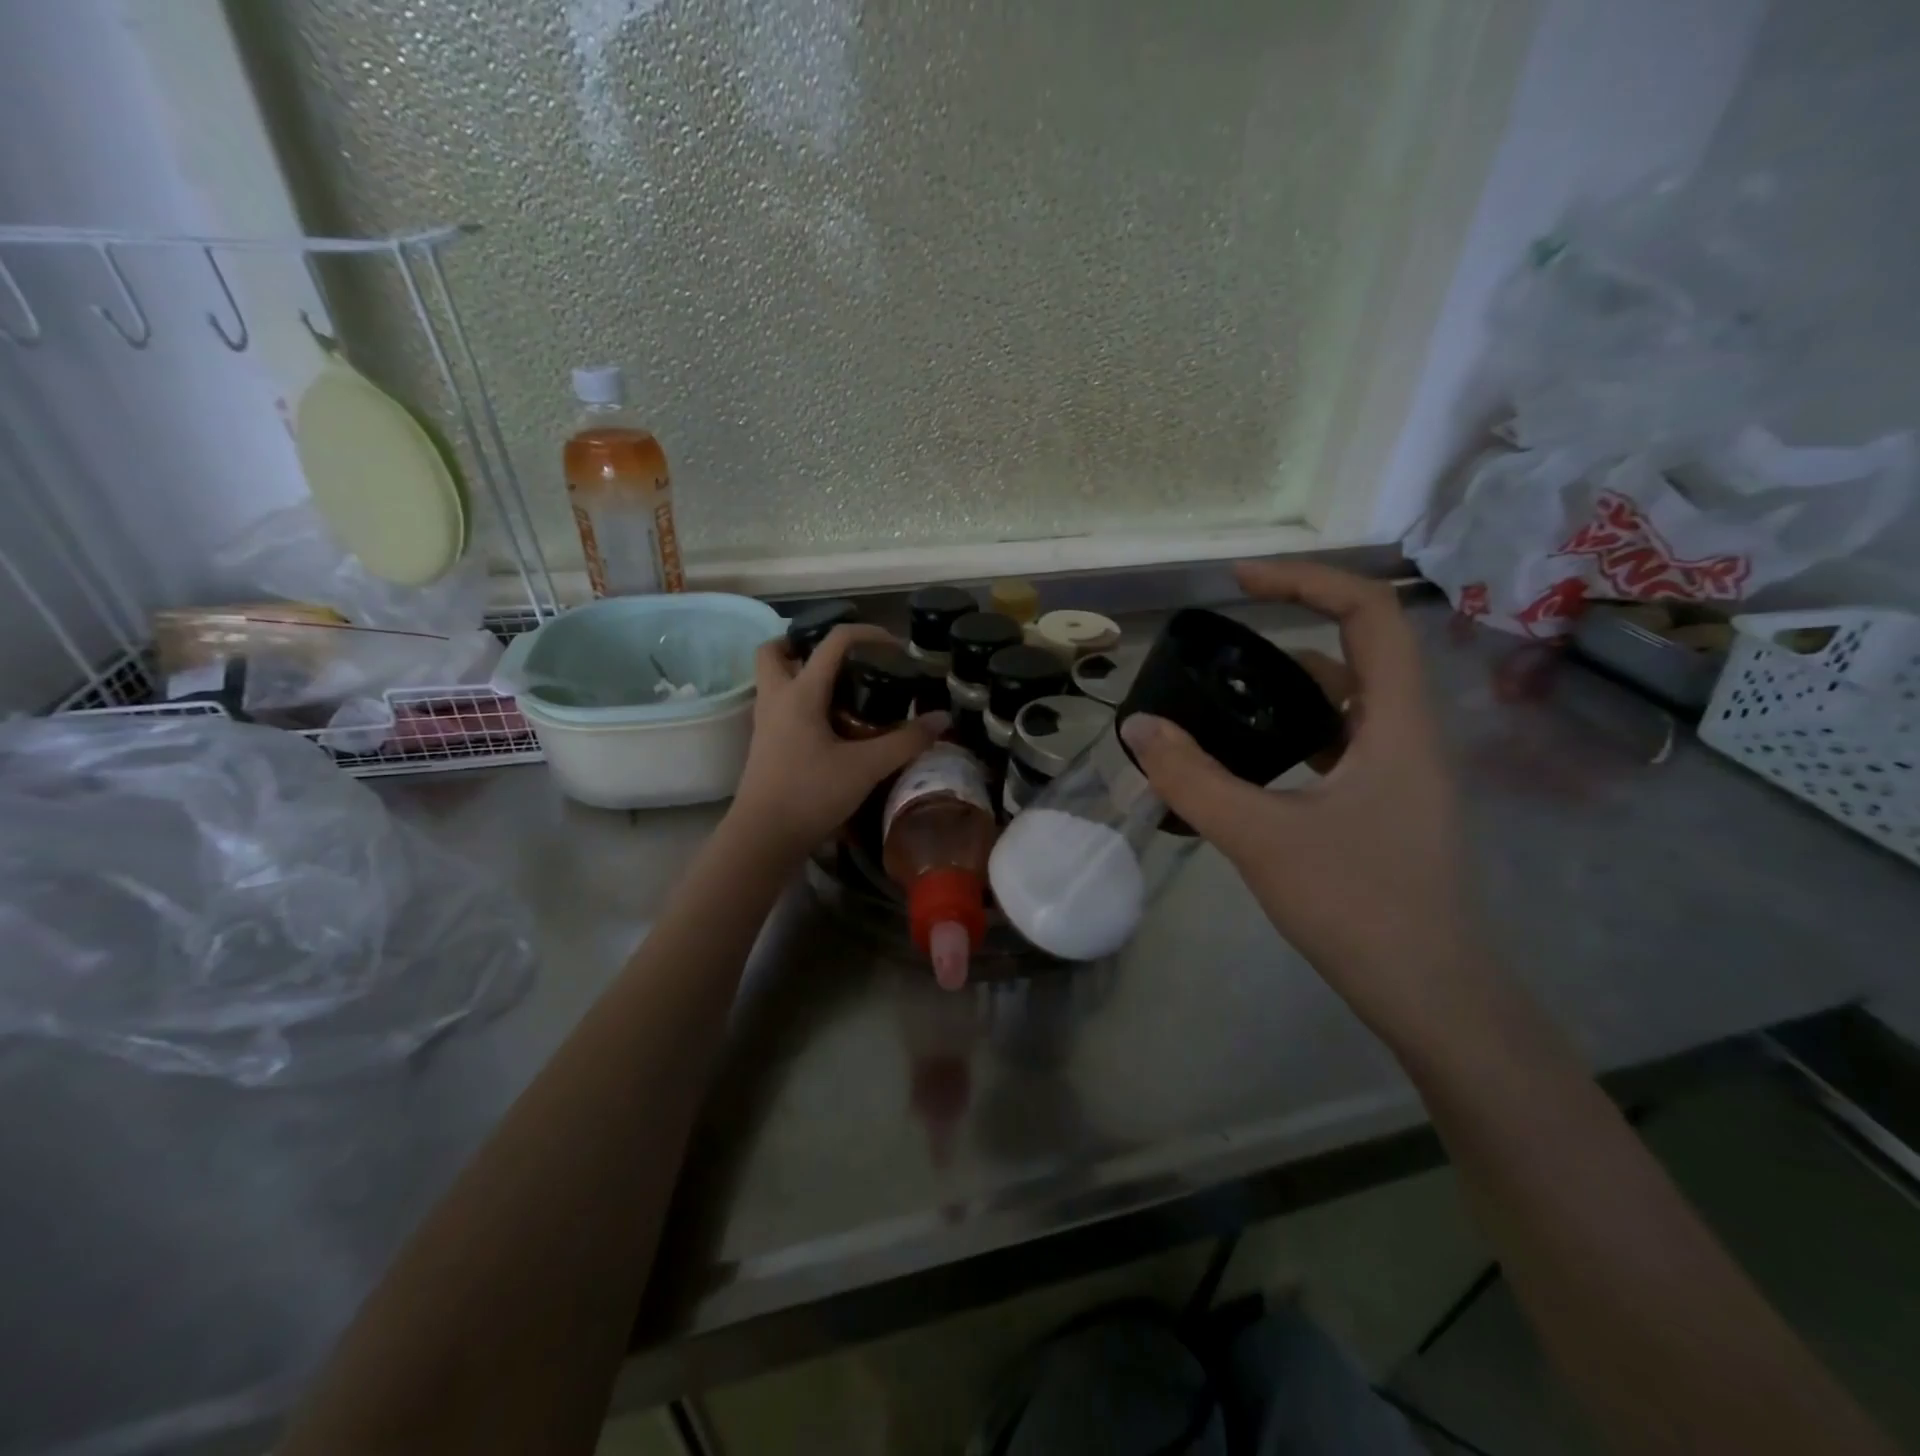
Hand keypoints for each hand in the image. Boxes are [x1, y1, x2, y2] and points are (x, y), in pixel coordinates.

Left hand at [728, 625, 947, 860]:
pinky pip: (779, 706)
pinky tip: (829, 724)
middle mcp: (776, 698)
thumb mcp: (866, 768)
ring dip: (799, 671)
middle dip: (804, 643)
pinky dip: (801, 702)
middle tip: (841, 659)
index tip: (896, 648)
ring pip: (773, 679)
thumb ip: (905, 742)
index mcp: (800, 692)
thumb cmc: (810, 794)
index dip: (868, 633)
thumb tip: (942, 719)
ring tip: (839, 689)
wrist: (763, 838)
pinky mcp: (765, 745)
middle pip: (776, 650)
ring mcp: (765, 722)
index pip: (833, 641)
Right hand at [1120, 561, 1487, 1044]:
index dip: (1304, 581)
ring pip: (1345, 703)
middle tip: (1217, 650)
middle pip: (1357, 651)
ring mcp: (1401, 773)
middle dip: (1286, 634)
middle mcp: (1408, 735)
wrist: (1432, 996)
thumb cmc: (1358, 906)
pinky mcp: (1387, 806)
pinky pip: (1339, 745)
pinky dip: (1294, 735)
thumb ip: (1194, 779)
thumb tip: (1139, 729)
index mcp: (1396, 722)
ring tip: (1220, 704)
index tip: (1238, 583)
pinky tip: (1249, 763)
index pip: (1368, 612)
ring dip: (1286, 691)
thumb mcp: (1262, 837)